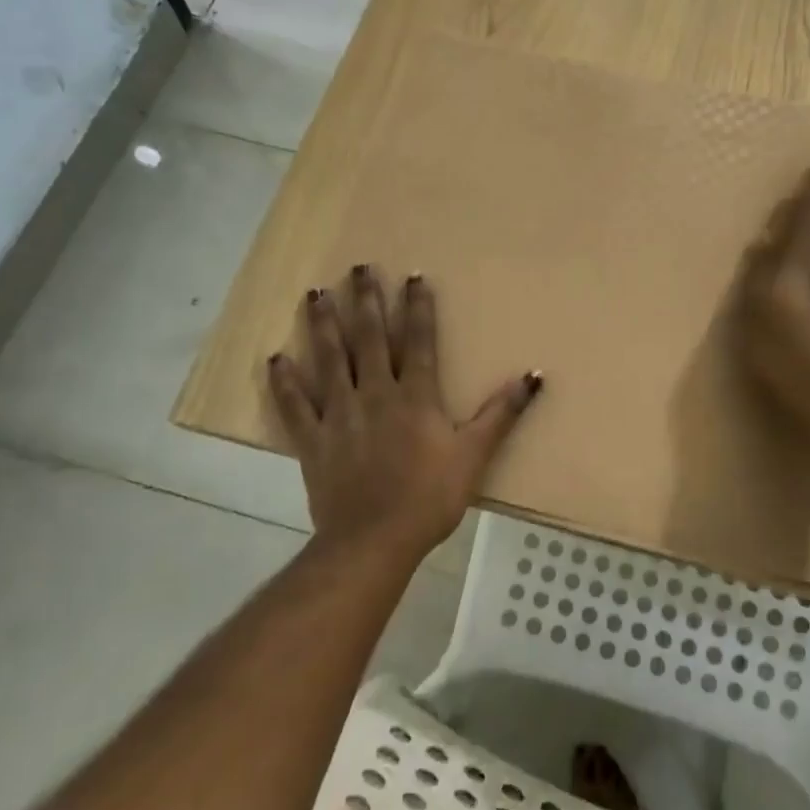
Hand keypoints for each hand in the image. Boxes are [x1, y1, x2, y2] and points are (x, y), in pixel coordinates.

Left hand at [267, 265, 541, 558]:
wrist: (374, 541)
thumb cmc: (429, 498)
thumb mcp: (474, 455)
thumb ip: (502, 413)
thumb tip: (534, 376)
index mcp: (414, 396)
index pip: (417, 340)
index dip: (417, 307)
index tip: (412, 276)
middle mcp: (374, 394)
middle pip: (368, 338)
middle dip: (364, 301)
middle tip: (357, 268)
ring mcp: (338, 414)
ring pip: (329, 360)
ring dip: (322, 325)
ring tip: (315, 293)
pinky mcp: (312, 440)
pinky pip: (294, 406)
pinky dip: (284, 382)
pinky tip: (275, 358)